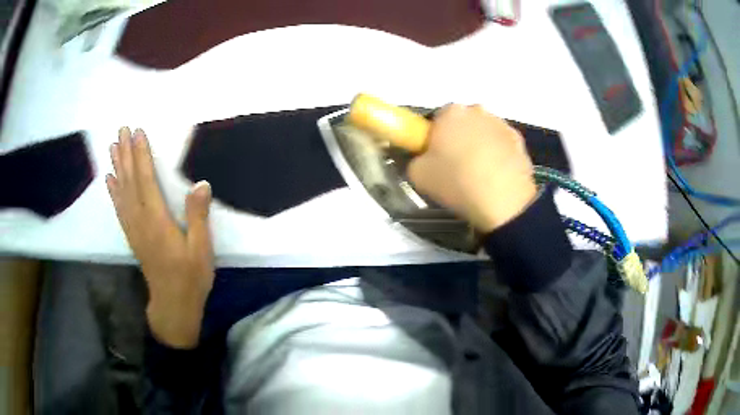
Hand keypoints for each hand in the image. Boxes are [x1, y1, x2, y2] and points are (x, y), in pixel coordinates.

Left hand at [106, 127, 213, 348]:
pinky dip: (113, 191)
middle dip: (126, 153)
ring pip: (121, 192)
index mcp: (157, 220)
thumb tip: (201, 184)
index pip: (146, 180)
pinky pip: (119, 209)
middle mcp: (141, 220)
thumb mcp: (201, 249)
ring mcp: (133, 228)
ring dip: (117, 167)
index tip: (137, 132)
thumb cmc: (190, 277)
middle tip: (121, 130)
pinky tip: (110, 180)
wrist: (173, 304)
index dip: (142, 155)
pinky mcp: (132, 236)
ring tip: (112, 147)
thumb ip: (198, 217)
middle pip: (130, 181)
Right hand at [408, 104, 536, 232]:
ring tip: (478, 174)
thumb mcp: (417, 175)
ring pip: (483, 131)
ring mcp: (501, 124)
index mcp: (450, 112)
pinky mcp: (519, 140)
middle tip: (455, 166)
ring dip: (479, 145)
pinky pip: (501, 144)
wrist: (503, 201)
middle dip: (458, 138)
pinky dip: (497, 155)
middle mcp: (477, 110)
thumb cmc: (456, 182)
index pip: (436, 119)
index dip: (434, 138)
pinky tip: (495, 176)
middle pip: (462, 122)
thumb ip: (415, 160)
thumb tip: (423, 159)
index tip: (435, 158)